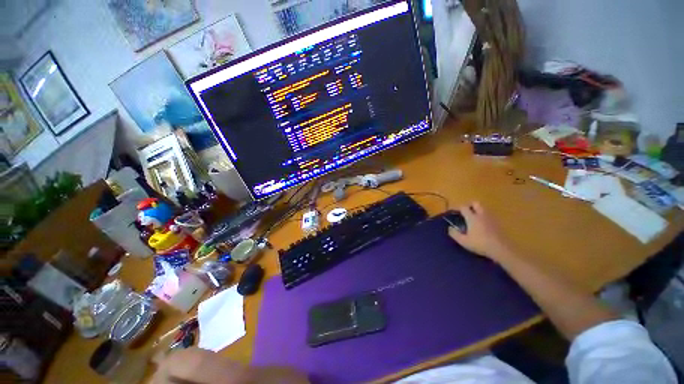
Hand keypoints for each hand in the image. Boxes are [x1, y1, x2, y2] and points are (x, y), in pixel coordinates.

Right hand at [448, 202, 510, 260]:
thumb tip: (449, 228)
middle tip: (467, 213)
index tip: (456, 213)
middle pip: (476, 203)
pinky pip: (489, 216)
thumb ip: (454, 234)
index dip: (459, 208)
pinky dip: (485, 217)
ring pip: (484, 209)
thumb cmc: (480, 244)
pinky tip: (483, 226)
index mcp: (472, 218)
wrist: (501, 249)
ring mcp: (491, 218)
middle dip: (470, 206)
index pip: (464, 207)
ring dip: (478, 211)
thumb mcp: (463, 241)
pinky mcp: (498, 223)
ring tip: (475, 219)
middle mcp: (481, 215)